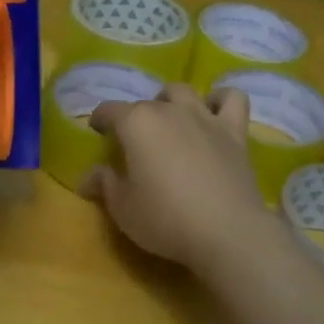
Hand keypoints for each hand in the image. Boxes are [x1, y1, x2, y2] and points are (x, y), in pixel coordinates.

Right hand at [80, 83, 269, 268]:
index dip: (100, 119)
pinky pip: (232, 98)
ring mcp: (205, 118)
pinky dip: (220, 99)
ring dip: (171, 101)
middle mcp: (169, 111)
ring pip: (182, 92)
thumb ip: (105, 185)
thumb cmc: (165, 219)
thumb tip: (89, 177)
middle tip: (134, 143)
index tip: (97, 131)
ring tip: (169, 122)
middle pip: (145, 103)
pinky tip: (214, 113)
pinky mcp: (235, 132)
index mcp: (136, 124)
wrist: (226, 231)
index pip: (109, 110)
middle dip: (134, 118)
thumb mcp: (123, 208)